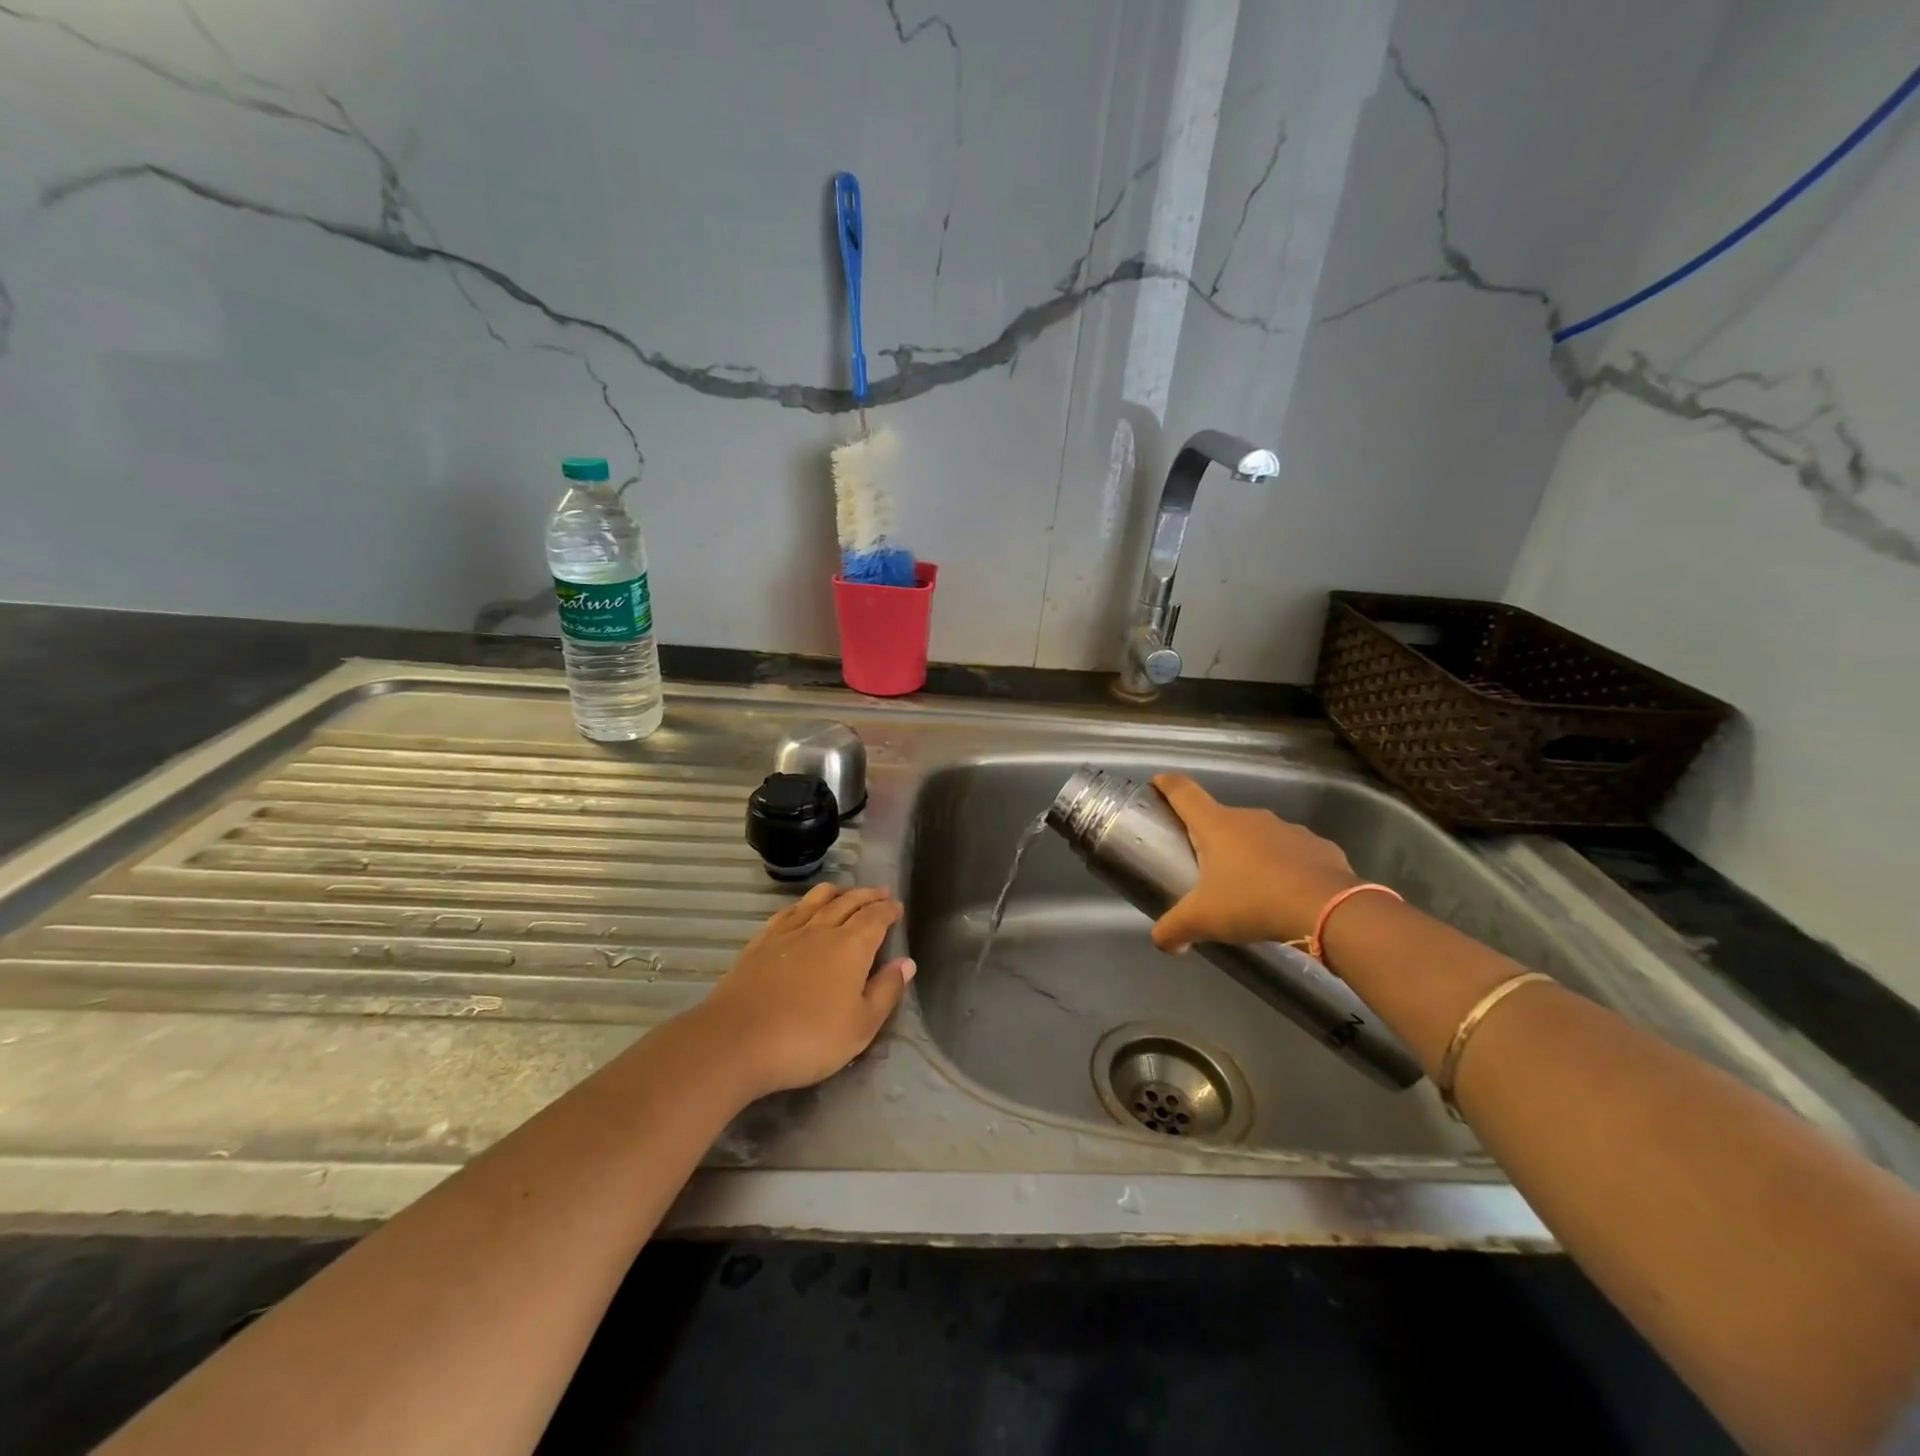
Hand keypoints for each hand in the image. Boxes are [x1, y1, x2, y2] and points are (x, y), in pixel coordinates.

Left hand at [693, 884, 914, 1099]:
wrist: (737, 1040)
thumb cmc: (809, 1038)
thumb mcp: (861, 1026)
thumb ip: (886, 991)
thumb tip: (906, 962)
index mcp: (852, 946)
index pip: (876, 918)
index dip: (889, 910)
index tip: (897, 906)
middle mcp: (822, 929)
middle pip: (849, 902)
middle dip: (868, 895)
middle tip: (881, 892)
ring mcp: (788, 933)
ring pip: (817, 900)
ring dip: (837, 891)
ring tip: (846, 890)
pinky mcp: (761, 942)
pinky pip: (788, 912)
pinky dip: (803, 904)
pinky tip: (802, 908)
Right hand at [1149, 773, 1361, 951]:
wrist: (1329, 909)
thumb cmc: (1253, 902)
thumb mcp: (1203, 920)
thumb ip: (1174, 929)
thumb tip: (1160, 940)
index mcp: (1216, 825)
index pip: (1184, 792)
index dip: (1167, 784)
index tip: (1157, 781)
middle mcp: (1250, 818)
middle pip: (1220, 818)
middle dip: (1210, 836)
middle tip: (1203, 866)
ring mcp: (1288, 829)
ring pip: (1258, 836)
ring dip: (1249, 853)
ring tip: (1248, 886)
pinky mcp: (1319, 846)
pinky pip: (1293, 853)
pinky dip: (1284, 867)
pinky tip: (1287, 894)